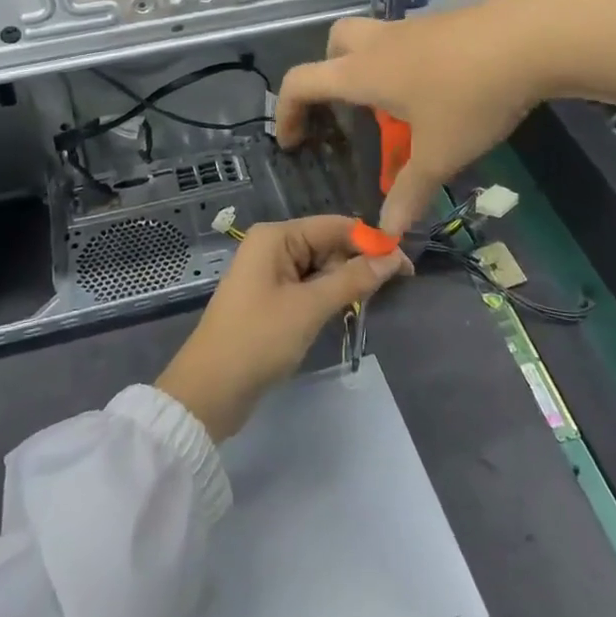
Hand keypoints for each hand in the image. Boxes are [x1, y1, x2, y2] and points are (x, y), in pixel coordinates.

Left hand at [156, 215, 407, 440]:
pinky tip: (348, 308)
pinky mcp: (271, 298)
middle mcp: (272, 246)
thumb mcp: (309, 308)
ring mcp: (270, 273)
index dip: (371, 241)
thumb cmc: (258, 340)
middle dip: (359, 262)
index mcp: (276, 236)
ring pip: (321, 267)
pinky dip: (329, 295)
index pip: (334, 226)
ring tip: (373, 301)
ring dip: (346, 281)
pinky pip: (309, 286)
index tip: (406, 263)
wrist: (209, 391)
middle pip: (328, 244)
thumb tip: (393, 258)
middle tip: (397, 286)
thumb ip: (352, 280)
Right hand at [276, 0, 547, 235]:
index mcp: (362, 72)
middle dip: (328, 75)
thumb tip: (386, 232)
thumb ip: (409, 192)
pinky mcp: (445, 22)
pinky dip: (407, 65)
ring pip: (374, 40)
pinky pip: (408, 42)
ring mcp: (413, 27)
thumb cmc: (470, 96)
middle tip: (347, 110)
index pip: (302, 82)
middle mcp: (379, 43)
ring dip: (372, 71)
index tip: (293, 141)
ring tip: (400, 110)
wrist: (531, 36)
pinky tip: (441, 93)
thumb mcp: (439, 153)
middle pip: (334, 44)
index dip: (287, 111)